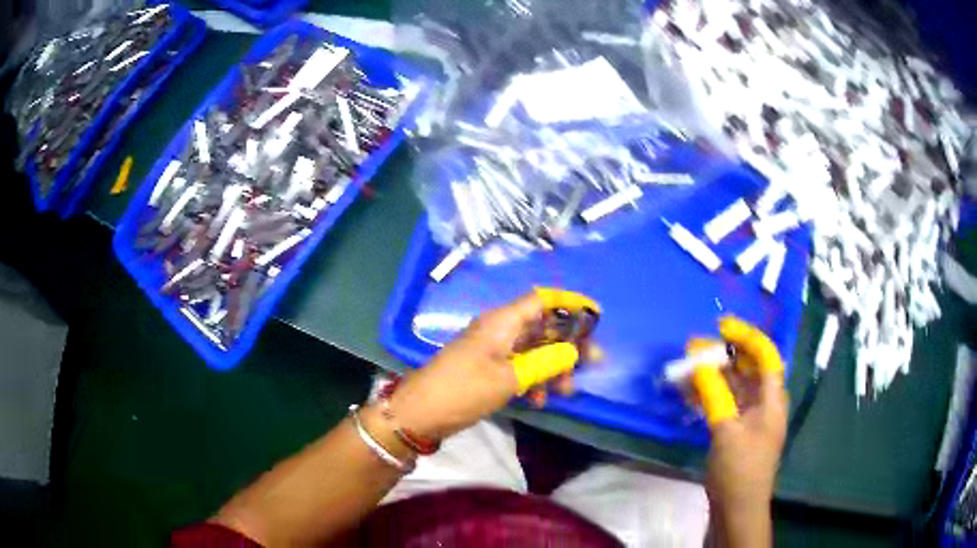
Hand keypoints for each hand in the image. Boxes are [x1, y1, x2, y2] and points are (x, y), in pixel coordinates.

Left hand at [387, 292, 579, 440]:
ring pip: (533, 350)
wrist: (421, 413)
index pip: (541, 300)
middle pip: (542, 327)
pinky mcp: (488, 369)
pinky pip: (519, 367)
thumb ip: (545, 363)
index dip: (569, 303)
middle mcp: (499, 330)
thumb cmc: (464, 390)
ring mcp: (493, 350)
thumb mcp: (509, 378)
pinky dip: (533, 380)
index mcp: (502, 322)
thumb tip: (572, 351)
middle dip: (567, 344)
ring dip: (552, 367)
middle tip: (593, 362)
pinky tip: (540, 400)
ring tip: (567, 390)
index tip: (595, 315)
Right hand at [701, 318, 787, 512]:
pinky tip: (689, 392)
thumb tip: (699, 362)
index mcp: (772, 400)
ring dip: (712, 376)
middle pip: (748, 369)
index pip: (766, 356)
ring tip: (686, 367)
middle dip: (724, 355)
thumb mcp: (726, 430)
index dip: (747, 337)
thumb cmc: (739, 469)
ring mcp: (749, 418)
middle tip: (695, 348)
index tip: (721, 327)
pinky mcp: (736, 431)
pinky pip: (724, 403)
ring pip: (733, 386)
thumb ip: (714, 394)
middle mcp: (764, 404)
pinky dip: (709, 395)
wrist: (736, 508)